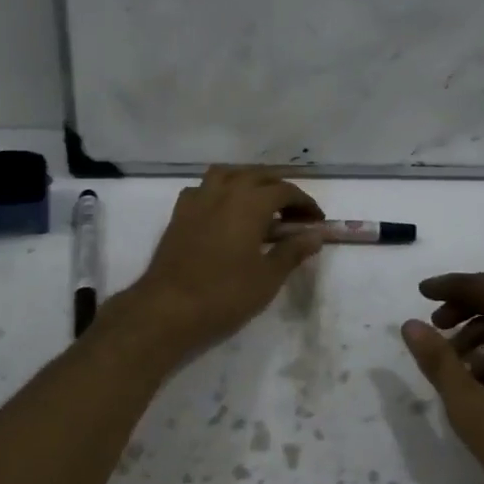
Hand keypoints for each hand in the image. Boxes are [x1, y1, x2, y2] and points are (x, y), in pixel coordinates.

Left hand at [119, 166, 325, 359]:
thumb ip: (293, 251)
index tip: (316, 221)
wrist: (167, 309)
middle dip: (279, 189)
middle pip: (257, 176)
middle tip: (293, 213)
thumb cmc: (225, 294)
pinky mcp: (178, 215)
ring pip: (227, 175)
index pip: (285, 191)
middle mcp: (224, 192)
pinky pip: (202, 190)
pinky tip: (223, 212)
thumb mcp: (268, 277)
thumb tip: (315, 235)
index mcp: (250, 203)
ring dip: (247, 182)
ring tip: (259, 204)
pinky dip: (219, 193)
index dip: (305, 204)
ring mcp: (197, 200)